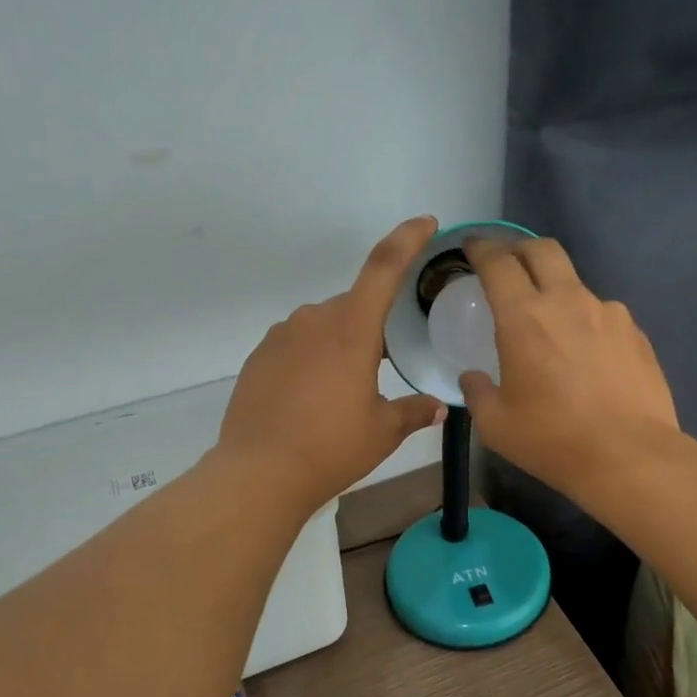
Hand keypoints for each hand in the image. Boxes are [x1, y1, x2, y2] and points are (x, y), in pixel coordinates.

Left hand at [217, 217, 446, 512]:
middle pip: (353, 306)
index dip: (407, 239)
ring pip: (323, 326)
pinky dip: (312, 360)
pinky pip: (296, 345)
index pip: (383, 267)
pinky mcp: (258, 357)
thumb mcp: (383, 432)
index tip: (425, 223)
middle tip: (384, 364)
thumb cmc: (331, 449)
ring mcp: (280, 336)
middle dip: (372, 326)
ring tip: (345, 390)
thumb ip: (414, 412)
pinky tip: (313, 398)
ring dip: (340, 344)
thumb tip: (438, 406)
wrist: (259, 473)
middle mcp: (313, 320)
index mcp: (351, 329)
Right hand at [459, 236, 680, 496]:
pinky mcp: (636, 333)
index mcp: (525, 317)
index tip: (472, 247)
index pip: (498, 262)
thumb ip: (477, 392)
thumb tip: (473, 378)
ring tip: (551, 327)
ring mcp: (608, 314)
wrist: (630, 457)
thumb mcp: (496, 425)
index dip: (481, 248)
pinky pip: (602, 315)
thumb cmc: (552, 440)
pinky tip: (586, 356)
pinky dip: (585, 323)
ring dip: (556, 292)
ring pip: (575, 285)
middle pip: (542, 250)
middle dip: (519, 248)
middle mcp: (568, 301)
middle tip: (506, 265)